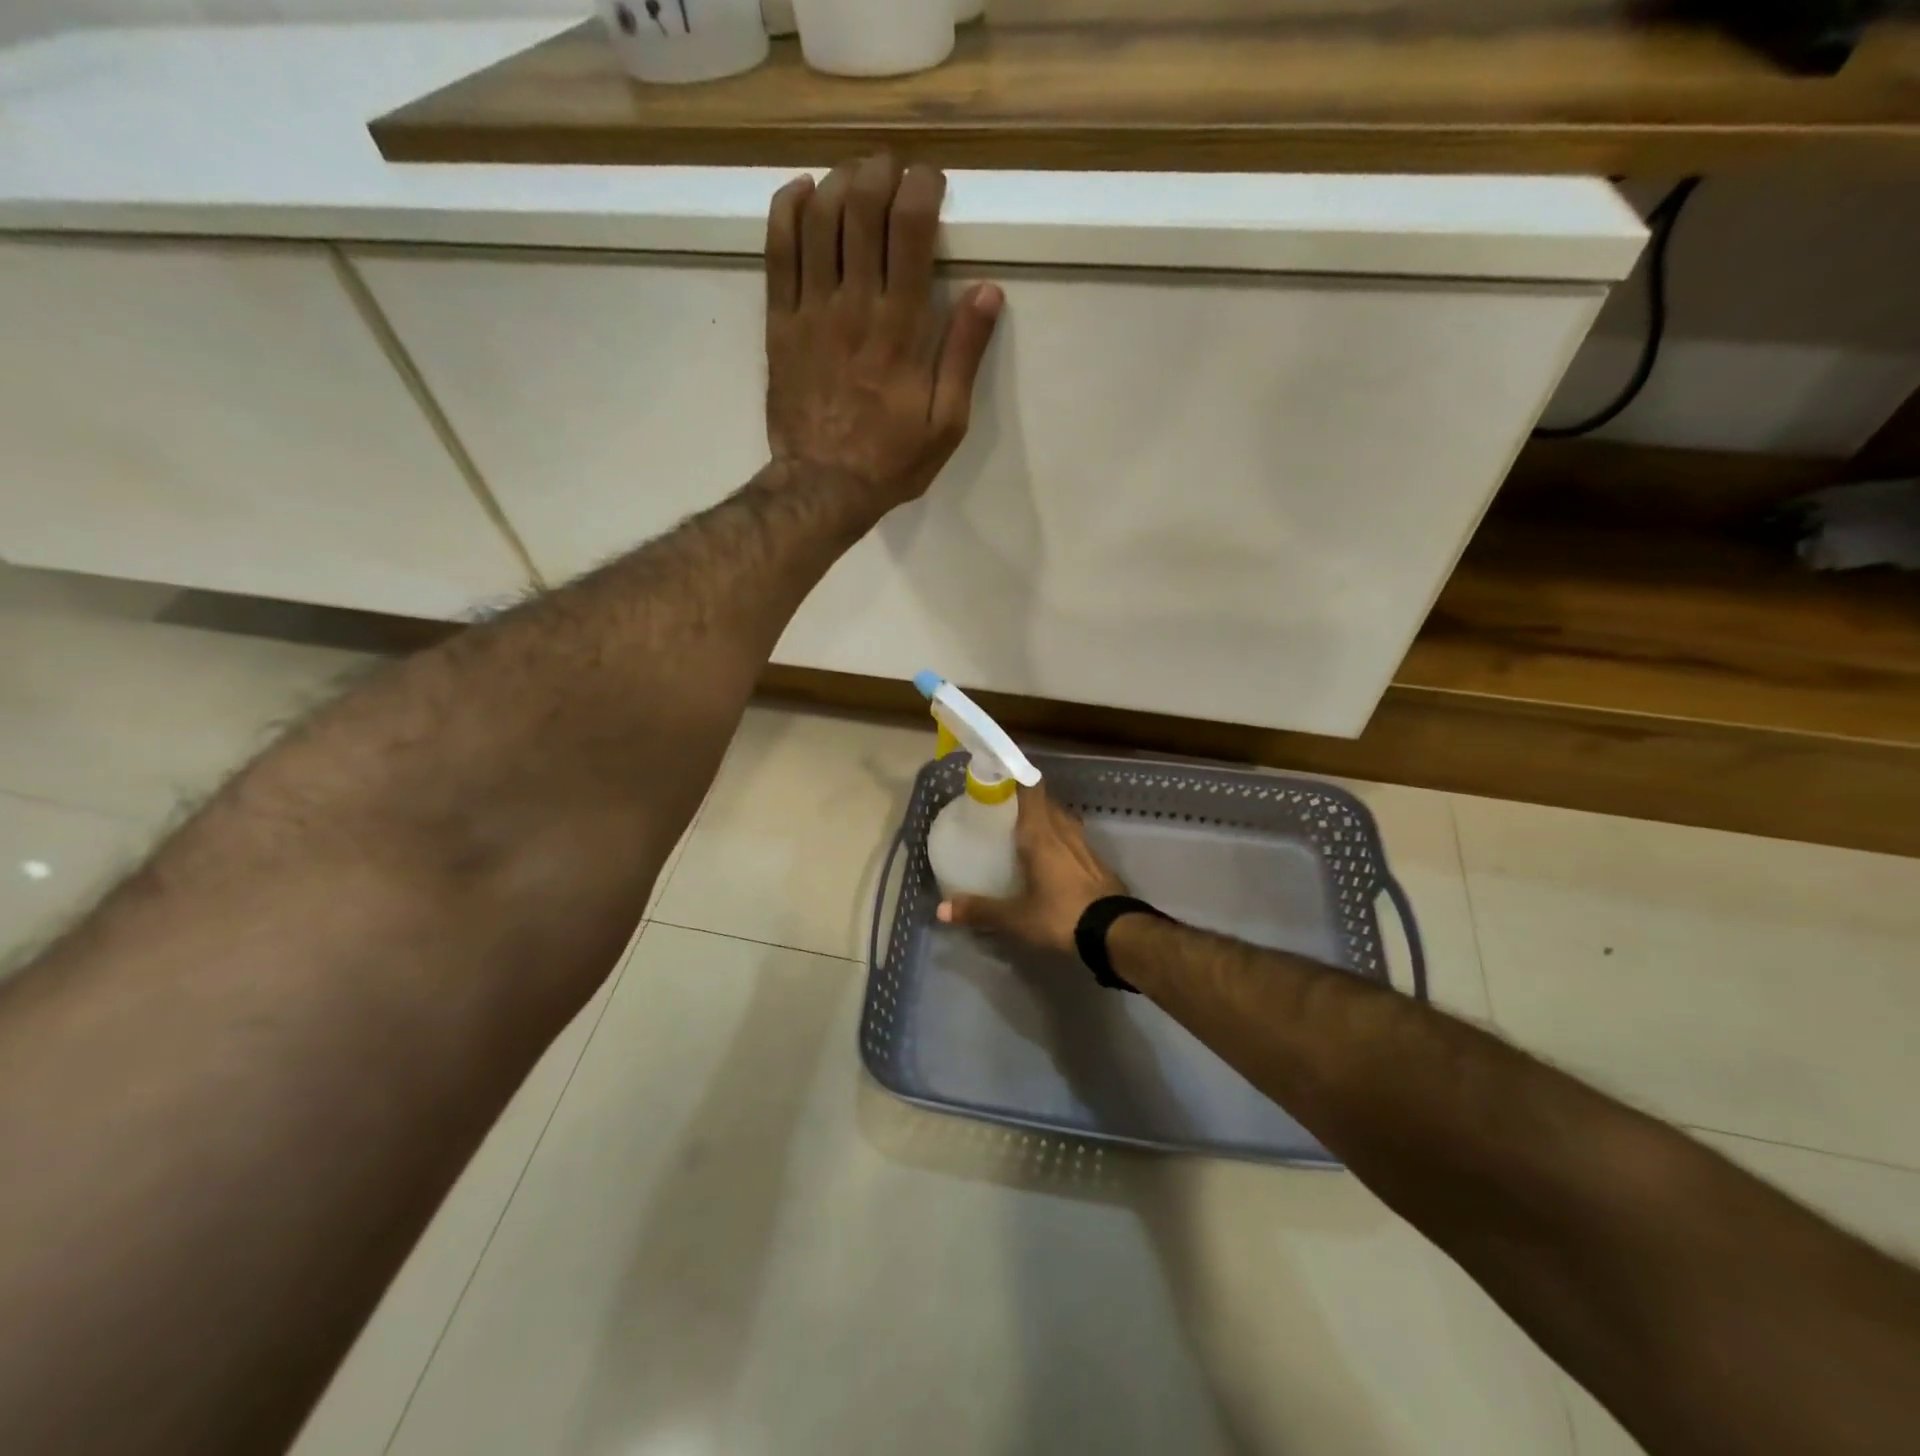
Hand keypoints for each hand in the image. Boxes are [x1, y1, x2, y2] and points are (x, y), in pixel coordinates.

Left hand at [764, 155, 1002, 510]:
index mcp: (901, 328)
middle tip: (892, 171)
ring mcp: (810, 311)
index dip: (921, 187)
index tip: (931, 181)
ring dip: (838, 182)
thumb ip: (963, 355)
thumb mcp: (946, 423)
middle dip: (880, 172)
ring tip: (854, 179)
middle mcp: (853, 305)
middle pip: (861, 207)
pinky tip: (804, 194)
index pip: (909, 228)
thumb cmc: (891, 461)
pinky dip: (788, 210)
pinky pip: (777, 251)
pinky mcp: (779, 323)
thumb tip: (986, 292)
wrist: (823, 488)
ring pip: (817, 218)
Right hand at [937, 786, 1128, 956]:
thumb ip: (981, 911)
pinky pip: (1074, 839)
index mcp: (1041, 834)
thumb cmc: (1061, 916)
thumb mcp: (1016, 918)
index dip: (1016, 777)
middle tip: (1003, 808)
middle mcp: (1064, 831)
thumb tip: (942, 909)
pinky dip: (1060, 839)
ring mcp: (1085, 845)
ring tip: (1026, 831)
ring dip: (1046, 819)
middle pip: (1046, 801)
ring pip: (1062, 819)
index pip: (1031, 789)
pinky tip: (1052, 858)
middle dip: (1026, 800)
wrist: (1116, 933)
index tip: (997, 777)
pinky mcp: (1098, 861)